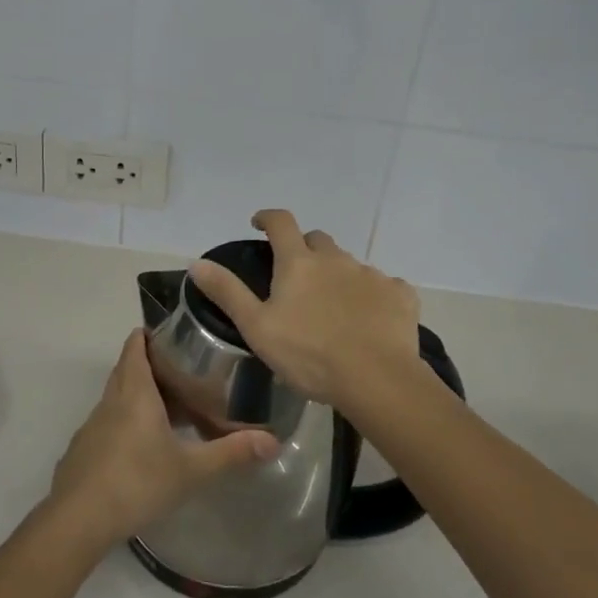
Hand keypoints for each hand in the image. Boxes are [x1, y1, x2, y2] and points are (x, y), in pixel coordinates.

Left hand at [47, 329, 278, 549]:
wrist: (78, 520)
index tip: (173, 336)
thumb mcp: (191, 469)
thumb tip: (273, 442)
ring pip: (116, 397)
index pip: (135, 346)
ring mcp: (92, 425)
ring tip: (168, 409)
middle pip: (126, 368)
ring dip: (137, 395)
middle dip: (149, 364)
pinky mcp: (83, 450)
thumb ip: (231, 453)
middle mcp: (110, 401)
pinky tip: (142, 448)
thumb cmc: (137, 482)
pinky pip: (107, 423)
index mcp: (134, 392)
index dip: (149, 335)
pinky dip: (124, 423)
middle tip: (183, 372)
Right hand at [189, 209, 421, 403]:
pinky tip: (371, 320)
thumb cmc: (308, 355)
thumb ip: (228, 293)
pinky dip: (373, 296)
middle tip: (297, 277)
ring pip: (350, 265)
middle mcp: (336, 259)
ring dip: (338, 276)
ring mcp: (371, 275)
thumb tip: (197, 263)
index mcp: (299, 263)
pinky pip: (384, 287)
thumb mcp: (257, 327)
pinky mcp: (400, 295)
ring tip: (334, 308)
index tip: (259, 224)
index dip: (268, 218)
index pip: (281, 223)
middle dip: (305, 249)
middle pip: (318, 240)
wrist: (376, 379)